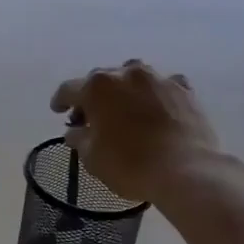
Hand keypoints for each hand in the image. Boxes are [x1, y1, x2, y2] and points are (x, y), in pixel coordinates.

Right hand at [49, 60, 242, 205]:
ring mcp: (158, 79)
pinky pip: (163, 86)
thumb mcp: (92, 157)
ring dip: (124, 90)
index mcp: (97, 87)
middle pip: (101, 79)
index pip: (68, 89)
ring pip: (133, 77)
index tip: (58, 111)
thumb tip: (75, 131)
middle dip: (92, 96)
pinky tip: (156, 108)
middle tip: (90, 117)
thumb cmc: (129, 165)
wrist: (186, 171)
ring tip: (124, 108)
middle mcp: (126, 73)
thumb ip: (79, 138)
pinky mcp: (184, 90)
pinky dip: (155, 95)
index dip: (60, 101)